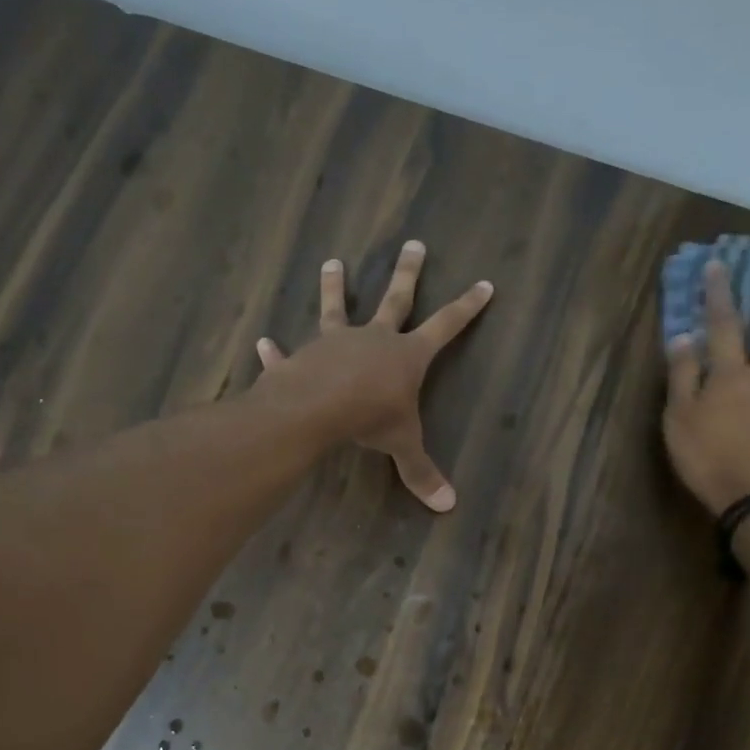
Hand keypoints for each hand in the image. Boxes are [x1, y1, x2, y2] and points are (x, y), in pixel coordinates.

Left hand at [255, 241, 493, 511]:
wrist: (318, 408)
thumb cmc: (370, 418)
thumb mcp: (402, 445)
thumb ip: (421, 472)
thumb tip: (448, 506)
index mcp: (407, 354)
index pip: (446, 326)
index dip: (467, 307)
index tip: (484, 284)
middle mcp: (374, 338)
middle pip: (397, 299)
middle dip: (408, 273)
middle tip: (414, 243)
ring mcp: (336, 343)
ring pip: (338, 308)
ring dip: (335, 287)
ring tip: (331, 262)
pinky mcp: (303, 356)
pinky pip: (288, 354)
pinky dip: (277, 352)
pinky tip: (264, 344)